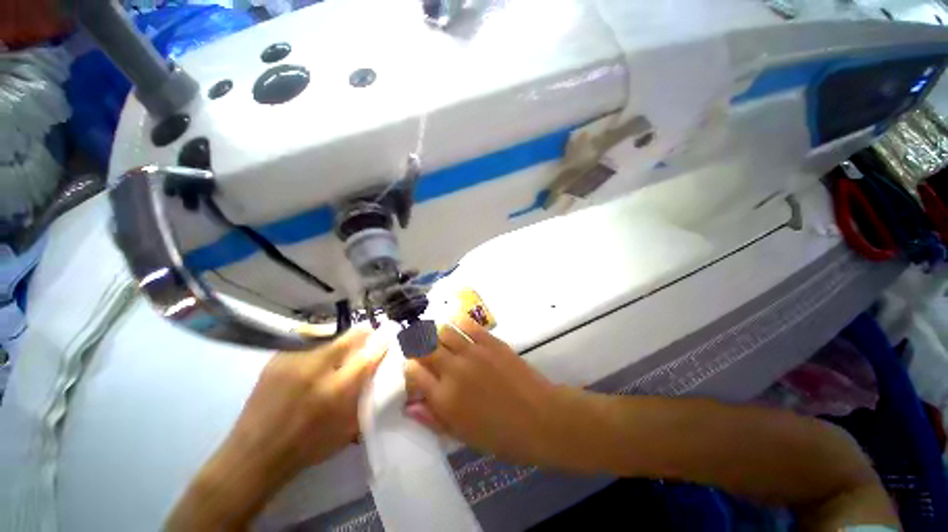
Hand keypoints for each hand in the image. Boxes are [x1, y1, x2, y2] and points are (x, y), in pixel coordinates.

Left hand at [225, 327, 384, 481]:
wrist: (254, 454)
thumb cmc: (308, 447)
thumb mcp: (348, 427)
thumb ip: (365, 395)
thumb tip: (377, 369)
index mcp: (338, 390)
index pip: (369, 354)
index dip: (382, 341)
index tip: (388, 334)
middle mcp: (317, 369)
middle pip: (350, 337)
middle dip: (364, 333)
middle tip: (369, 333)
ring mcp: (295, 361)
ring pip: (330, 340)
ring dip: (340, 345)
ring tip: (337, 358)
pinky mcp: (278, 359)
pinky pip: (308, 347)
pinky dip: (317, 353)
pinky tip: (312, 368)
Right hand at [403, 315, 579, 466]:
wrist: (540, 418)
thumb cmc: (501, 435)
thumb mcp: (462, 435)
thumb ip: (433, 418)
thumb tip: (409, 405)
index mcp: (444, 398)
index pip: (413, 372)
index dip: (410, 368)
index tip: (414, 369)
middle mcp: (453, 370)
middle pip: (424, 347)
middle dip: (418, 345)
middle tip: (421, 347)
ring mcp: (473, 352)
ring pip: (444, 331)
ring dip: (437, 333)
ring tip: (440, 337)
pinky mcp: (491, 341)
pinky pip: (468, 324)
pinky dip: (458, 322)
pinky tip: (457, 324)